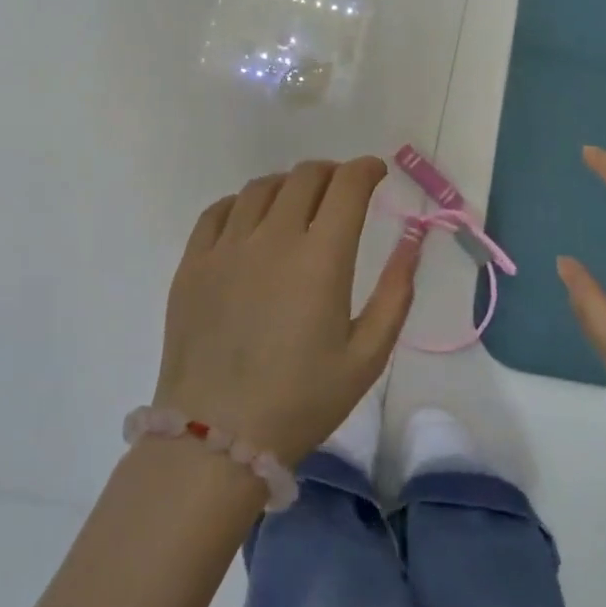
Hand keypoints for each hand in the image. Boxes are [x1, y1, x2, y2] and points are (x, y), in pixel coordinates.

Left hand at [157, 156, 419, 465]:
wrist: (216, 437)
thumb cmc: (301, 401)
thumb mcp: (367, 356)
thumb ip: (396, 293)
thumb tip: (413, 241)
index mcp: (320, 258)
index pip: (347, 186)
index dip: (367, 169)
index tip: (377, 173)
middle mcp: (272, 239)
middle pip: (304, 177)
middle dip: (332, 173)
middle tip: (343, 189)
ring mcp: (226, 248)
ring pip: (260, 188)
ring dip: (289, 185)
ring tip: (299, 202)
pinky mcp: (192, 264)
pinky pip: (218, 212)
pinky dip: (243, 203)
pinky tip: (251, 220)